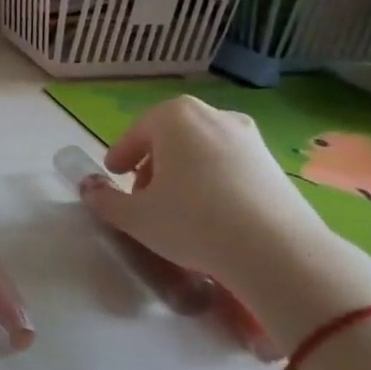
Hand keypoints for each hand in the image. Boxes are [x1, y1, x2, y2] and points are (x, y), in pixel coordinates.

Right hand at [78, 95, 332, 290]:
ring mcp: (250, 139)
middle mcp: (213, 116)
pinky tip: (213, 214)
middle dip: (154, 163)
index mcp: (173, 116)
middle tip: (145, 193)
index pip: (135, 134)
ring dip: (185, 172)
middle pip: (170, 138)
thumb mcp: (135, 216)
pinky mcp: (276, 165)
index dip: (121, 156)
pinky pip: (231, 166)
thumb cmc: (193, 222)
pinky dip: (215, 182)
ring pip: (202, 151)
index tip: (114, 175)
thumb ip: (105, 200)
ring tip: (179, 207)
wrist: (280, 253)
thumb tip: (90, 190)